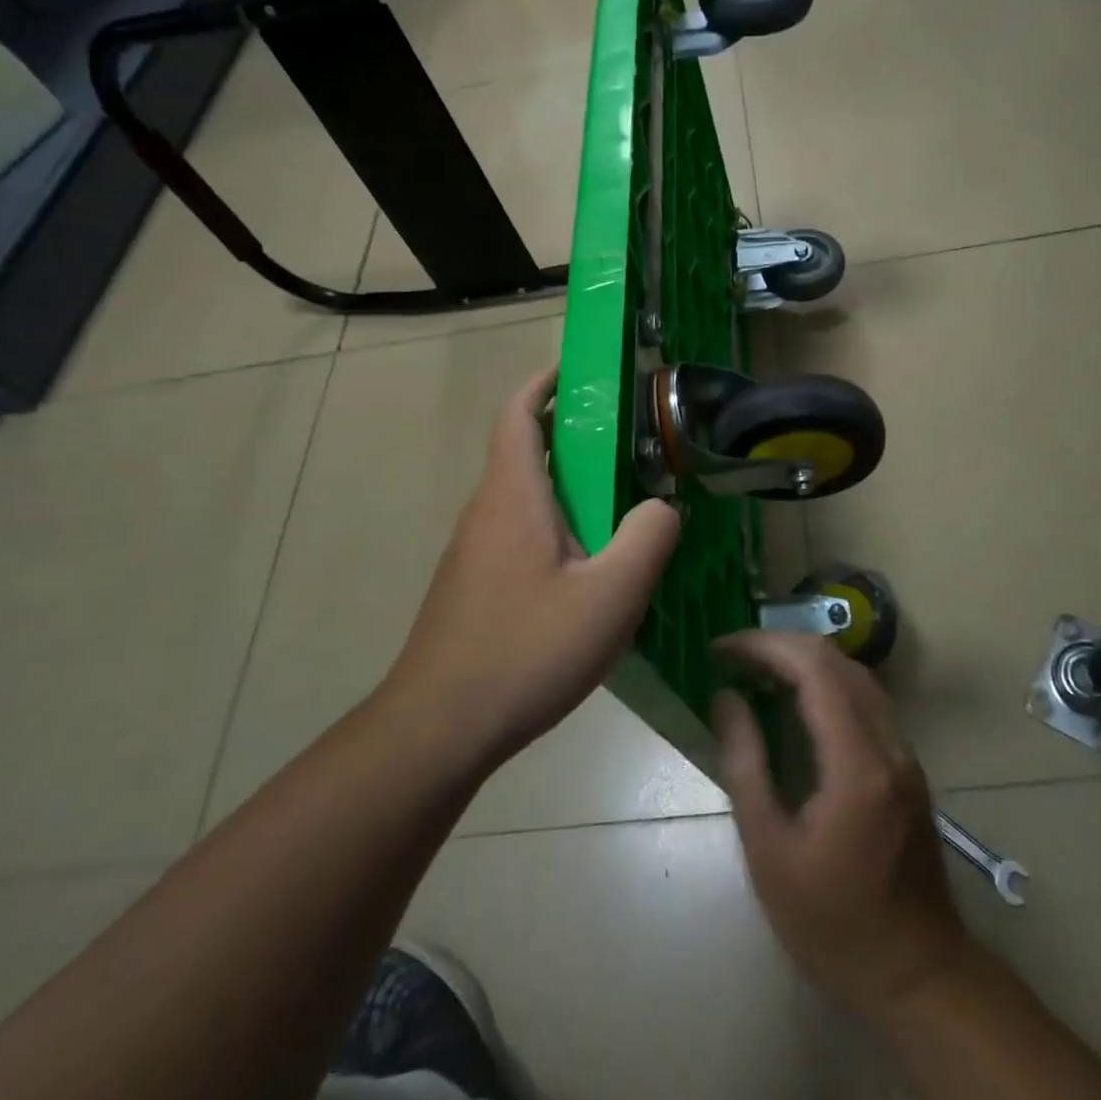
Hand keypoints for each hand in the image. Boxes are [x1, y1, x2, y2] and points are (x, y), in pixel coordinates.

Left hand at [384, 368, 680, 769]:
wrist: (437, 729)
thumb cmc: (525, 650)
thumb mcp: (610, 595)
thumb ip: (648, 538)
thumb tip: (663, 507)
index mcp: (513, 495)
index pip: (518, 411)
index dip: (546, 380)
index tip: (583, 369)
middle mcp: (486, 512)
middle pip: (527, 451)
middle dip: (575, 437)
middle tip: (633, 448)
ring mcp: (474, 552)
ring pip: (527, 498)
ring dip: (570, 489)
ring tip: (624, 511)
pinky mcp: (475, 586)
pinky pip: (521, 536)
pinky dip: (558, 529)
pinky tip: (591, 575)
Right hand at [713, 631, 967, 1021]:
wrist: (918, 976)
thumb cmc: (833, 924)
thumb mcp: (770, 852)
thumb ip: (745, 765)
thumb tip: (725, 698)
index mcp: (857, 763)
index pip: (814, 668)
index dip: (764, 645)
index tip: (721, 648)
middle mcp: (889, 744)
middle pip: (837, 661)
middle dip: (781, 645)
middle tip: (733, 658)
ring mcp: (905, 753)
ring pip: (856, 675)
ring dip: (806, 661)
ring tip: (757, 672)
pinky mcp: (907, 766)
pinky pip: (866, 700)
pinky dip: (827, 684)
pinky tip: (796, 703)